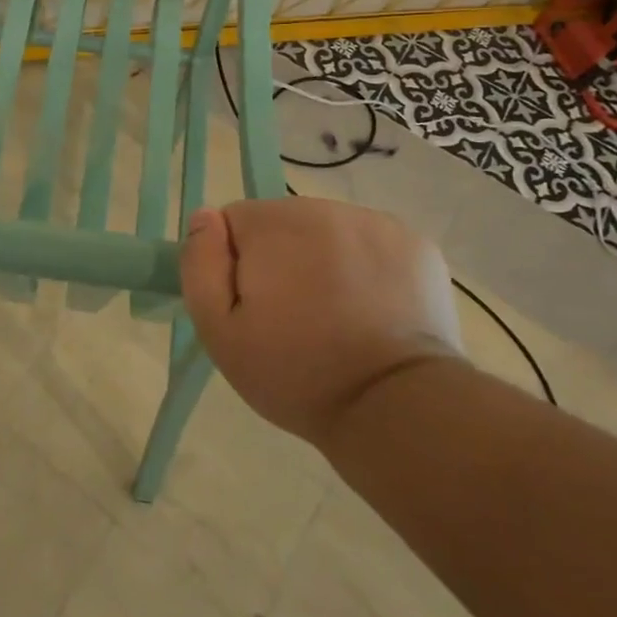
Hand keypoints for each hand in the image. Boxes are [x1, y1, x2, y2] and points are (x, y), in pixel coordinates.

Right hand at [180, 196, 462, 442]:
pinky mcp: (415, 244)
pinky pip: (371, 244)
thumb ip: (201, 266)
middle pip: (283, 223)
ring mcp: (375, 223)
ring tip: (336, 316)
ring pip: (328, 232)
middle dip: (281, 259)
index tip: (253, 306)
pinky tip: (373, 311)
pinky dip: (367, 268)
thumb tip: (205, 218)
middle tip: (294, 317)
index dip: (235, 263)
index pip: (234, 222)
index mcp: (273, 224)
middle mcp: (323, 208)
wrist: (396, 407)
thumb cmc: (296, 374)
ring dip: (323, 260)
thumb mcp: (220, 333)